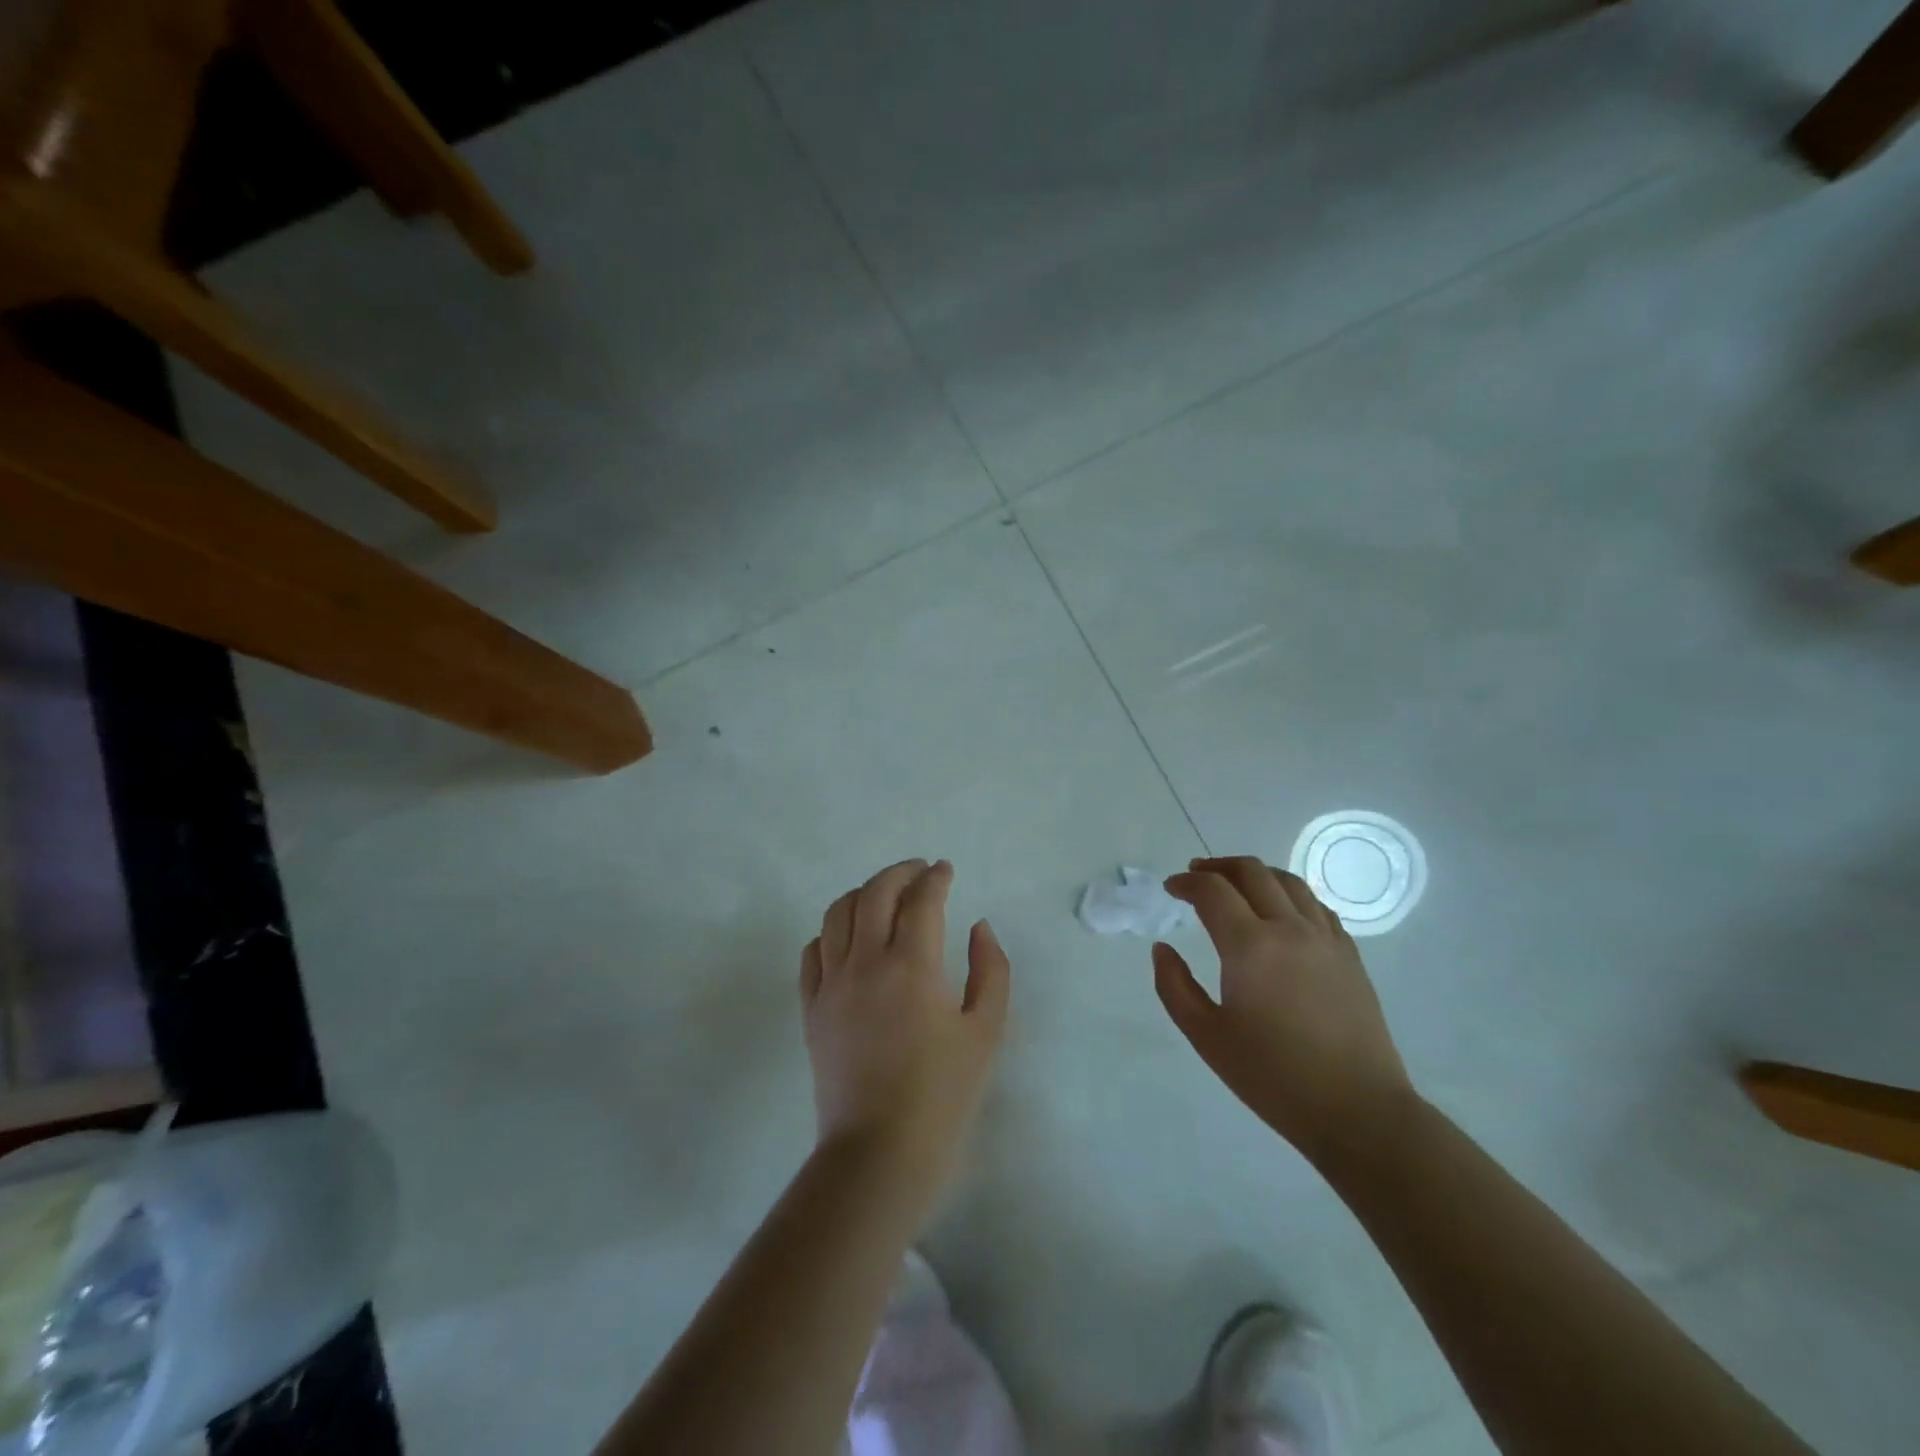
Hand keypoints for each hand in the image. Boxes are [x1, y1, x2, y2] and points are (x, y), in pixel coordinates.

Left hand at [801, 859, 1010, 1203]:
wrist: (879, 1153)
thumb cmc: (942, 1094)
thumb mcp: (986, 1032)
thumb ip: (990, 970)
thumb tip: (978, 927)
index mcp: (912, 965)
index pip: (921, 900)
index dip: (935, 878)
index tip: (945, 869)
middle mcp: (865, 962)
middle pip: (875, 893)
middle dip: (899, 872)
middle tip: (919, 871)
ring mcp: (831, 984)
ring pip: (838, 913)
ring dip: (863, 893)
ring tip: (884, 895)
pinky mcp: (811, 1008)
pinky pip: (813, 951)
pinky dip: (832, 931)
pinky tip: (848, 938)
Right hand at [1154, 856, 1413, 1168]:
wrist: (1357, 1110)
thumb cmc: (1273, 1077)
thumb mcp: (1207, 1036)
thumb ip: (1174, 986)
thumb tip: (1162, 948)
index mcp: (1250, 946)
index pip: (1212, 890)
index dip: (1186, 882)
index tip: (1170, 889)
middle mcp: (1289, 929)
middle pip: (1251, 872)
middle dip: (1218, 866)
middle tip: (1196, 875)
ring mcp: (1325, 938)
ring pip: (1288, 881)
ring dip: (1255, 873)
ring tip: (1235, 884)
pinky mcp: (1349, 955)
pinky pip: (1316, 905)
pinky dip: (1289, 894)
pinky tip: (1280, 910)